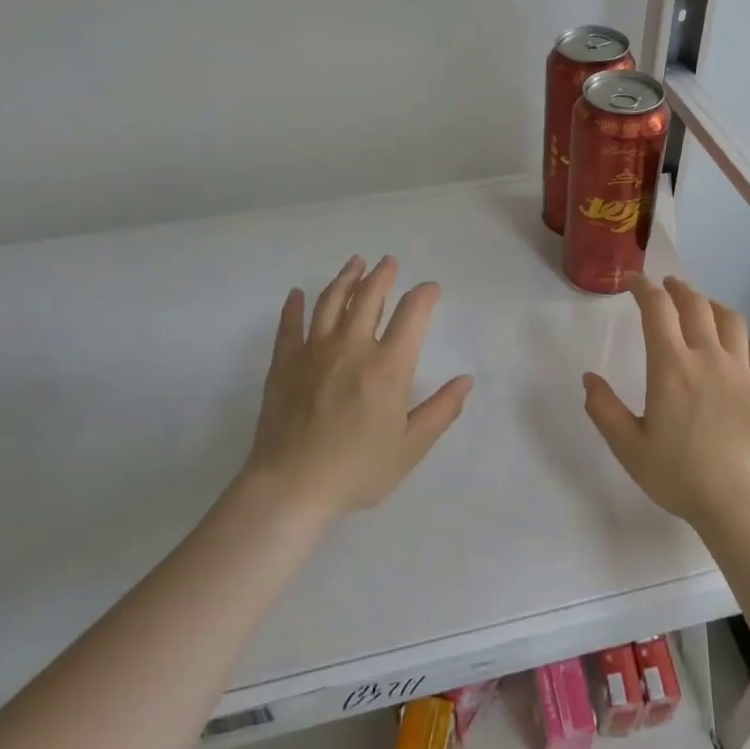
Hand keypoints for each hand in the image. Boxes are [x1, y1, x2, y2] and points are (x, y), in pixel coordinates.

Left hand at [239, 255, 473, 516]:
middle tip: (389, 262)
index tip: (431, 289)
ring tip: (355, 263)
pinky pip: (290, 325)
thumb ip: (441, 411)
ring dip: (345, 278)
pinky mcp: (284, 363)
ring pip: (331, 302)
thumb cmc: (358, 470)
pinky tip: (298, 294)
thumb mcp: (411, 447)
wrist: (292, 486)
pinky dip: (295, 306)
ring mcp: (314, 351)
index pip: (412, 315)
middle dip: (383, 276)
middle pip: (369, 297)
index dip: (424, 296)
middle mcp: (353, 347)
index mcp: (389, 367)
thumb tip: (465, 380)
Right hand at [583, 275, 749, 531]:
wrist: (739, 502)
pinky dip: (747, 339)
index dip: (643, 288)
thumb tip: (589, 378)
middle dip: (677, 289)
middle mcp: (708, 357)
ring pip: (731, 320)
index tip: (633, 281)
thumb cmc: (678, 475)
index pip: (657, 309)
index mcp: (671, 366)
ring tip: (702, 308)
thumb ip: (604, 409)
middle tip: (666, 286)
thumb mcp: (628, 446)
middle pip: (695, 305)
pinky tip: (740, 346)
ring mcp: (741, 371)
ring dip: (712, 306)